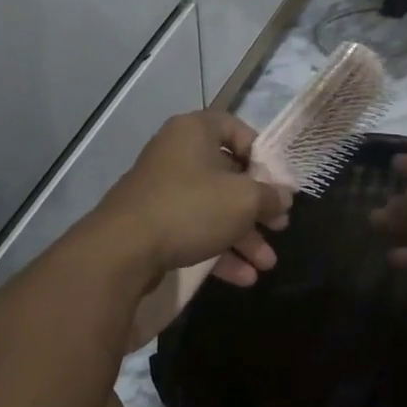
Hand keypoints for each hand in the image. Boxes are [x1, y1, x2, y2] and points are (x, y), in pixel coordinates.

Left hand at [92, 110, 292, 290]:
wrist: (123, 249)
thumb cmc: (191, 207)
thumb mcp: (244, 200)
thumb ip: (270, 195)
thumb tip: (283, 196)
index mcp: (194, 131)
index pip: (236, 128)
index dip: (262, 154)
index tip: (278, 182)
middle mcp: (177, 153)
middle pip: (227, 174)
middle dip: (257, 207)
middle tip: (279, 228)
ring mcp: (163, 189)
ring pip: (213, 207)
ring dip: (243, 236)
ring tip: (266, 264)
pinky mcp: (154, 222)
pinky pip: (194, 229)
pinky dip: (218, 249)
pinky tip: (244, 277)